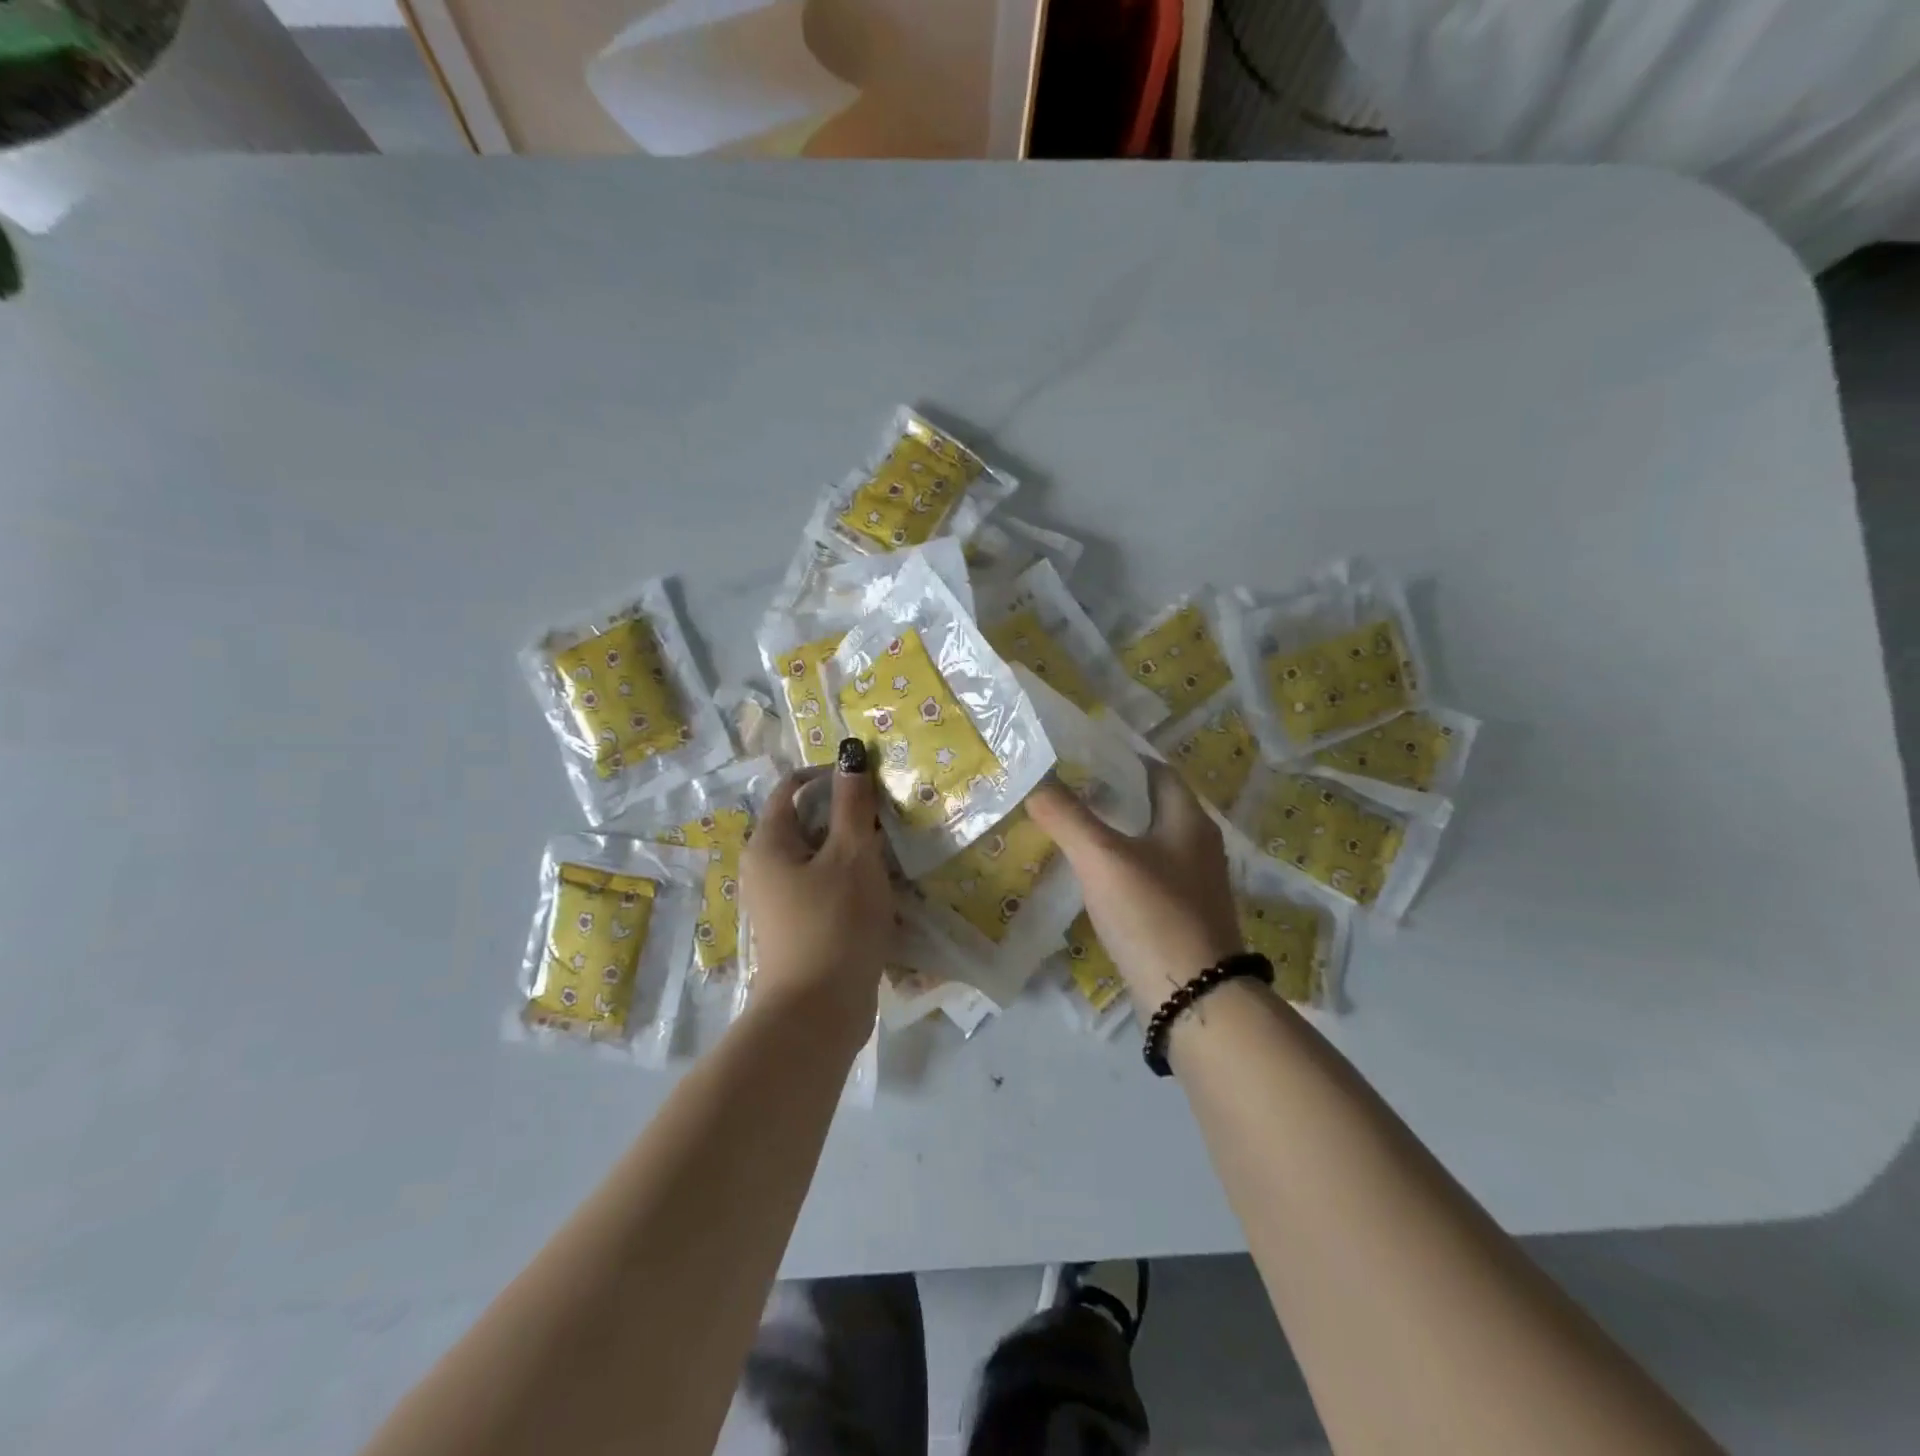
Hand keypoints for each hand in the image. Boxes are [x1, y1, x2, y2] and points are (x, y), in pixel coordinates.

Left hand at [740, 741, 894, 1037]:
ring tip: (891, 850)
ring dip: (852, 849)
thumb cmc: (834, 923)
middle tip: (888, 817)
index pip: (789, 789)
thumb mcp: (851, 855)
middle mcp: (764, 868)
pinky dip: (849, 879)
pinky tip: (881, 888)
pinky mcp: (798, 928)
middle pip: (805, 823)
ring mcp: (779, 902)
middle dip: (845, 814)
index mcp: (768, 844)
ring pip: (818, 857)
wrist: (818, 1013)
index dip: (826, 776)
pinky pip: (823, 887)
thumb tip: (850, 754)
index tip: (868, 780)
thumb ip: (852, 804)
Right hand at [1027, 761, 1243, 1011]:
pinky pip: (1147, 875)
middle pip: (1152, 805)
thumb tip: (1035, 780)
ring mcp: (1193, 883)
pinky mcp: (1182, 914)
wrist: (1194, 998)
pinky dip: (1120, 866)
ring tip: (1071, 828)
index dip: (1120, 758)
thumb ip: (1066, 816)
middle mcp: (1197, 845)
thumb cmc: (1152, 914)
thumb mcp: (1101, 857)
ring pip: (1149, 842)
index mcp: (1188, 820)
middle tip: (1066, 791)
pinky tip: (1092, 876)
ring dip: (1115, 832)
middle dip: (1112, 795)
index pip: (1156, 771)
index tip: (1079, 756)